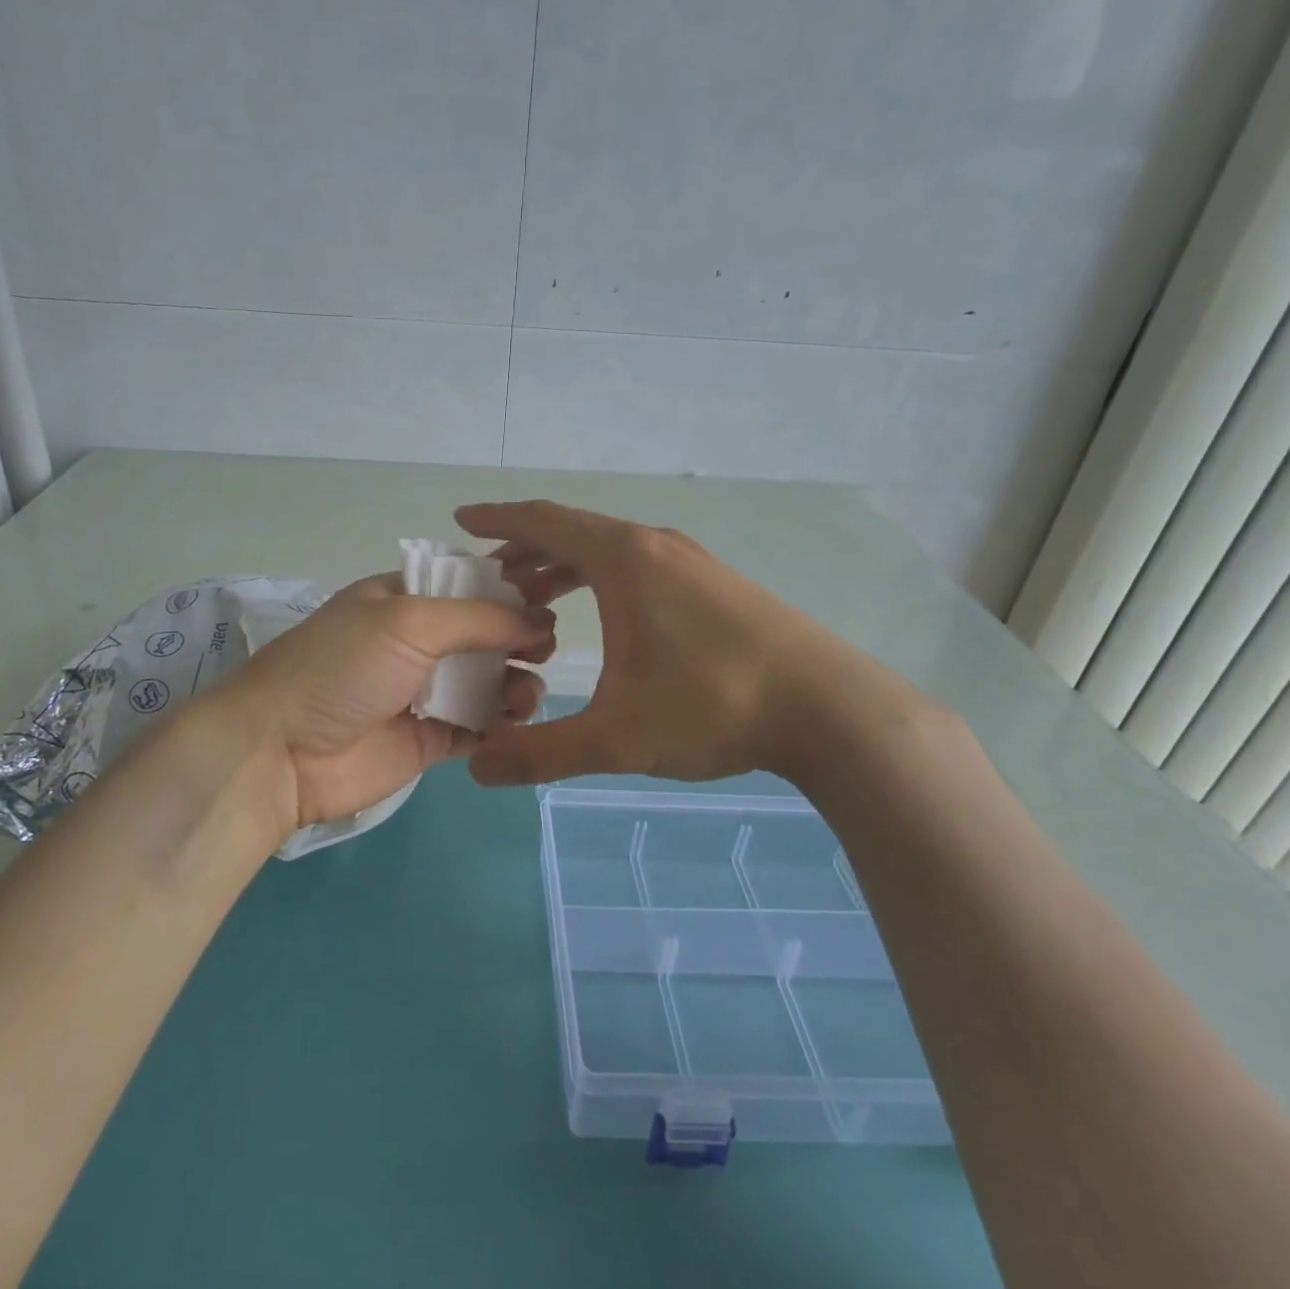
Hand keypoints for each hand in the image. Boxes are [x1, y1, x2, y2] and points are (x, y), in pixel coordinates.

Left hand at [210, 572, 554, 838]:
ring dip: (516, 685)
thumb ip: (479, 618)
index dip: (510, 595)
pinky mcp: (429, 740)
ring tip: (526, 697)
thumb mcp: (408, 621)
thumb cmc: (342, 668)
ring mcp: (423, 693)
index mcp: (403, 600)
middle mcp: (416, 643)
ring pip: (488, 683)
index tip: (551, 605)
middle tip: (544, 654)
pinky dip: (502, 726)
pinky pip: (478, 728)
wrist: (281, 752)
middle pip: (484, 636)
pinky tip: (517, 725)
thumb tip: (541, 621)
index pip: (468, 588)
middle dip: (519, 642)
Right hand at [454, 500, 919, 786]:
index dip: (496, 519)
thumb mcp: (616, 738)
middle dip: (524, 550)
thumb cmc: (713, 706)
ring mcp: (690, 561)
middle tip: (488, 577)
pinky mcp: (714, 584)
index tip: (460, 521)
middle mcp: (655, 546)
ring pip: (608, 550)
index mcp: (624, 559)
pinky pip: (638, 565)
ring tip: (532, 598)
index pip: (543, 522)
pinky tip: (602, 617)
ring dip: (563, 567)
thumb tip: (478, 769)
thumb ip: (541, 753)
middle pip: (573, 532)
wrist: (829, 708)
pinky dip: (601, 578)